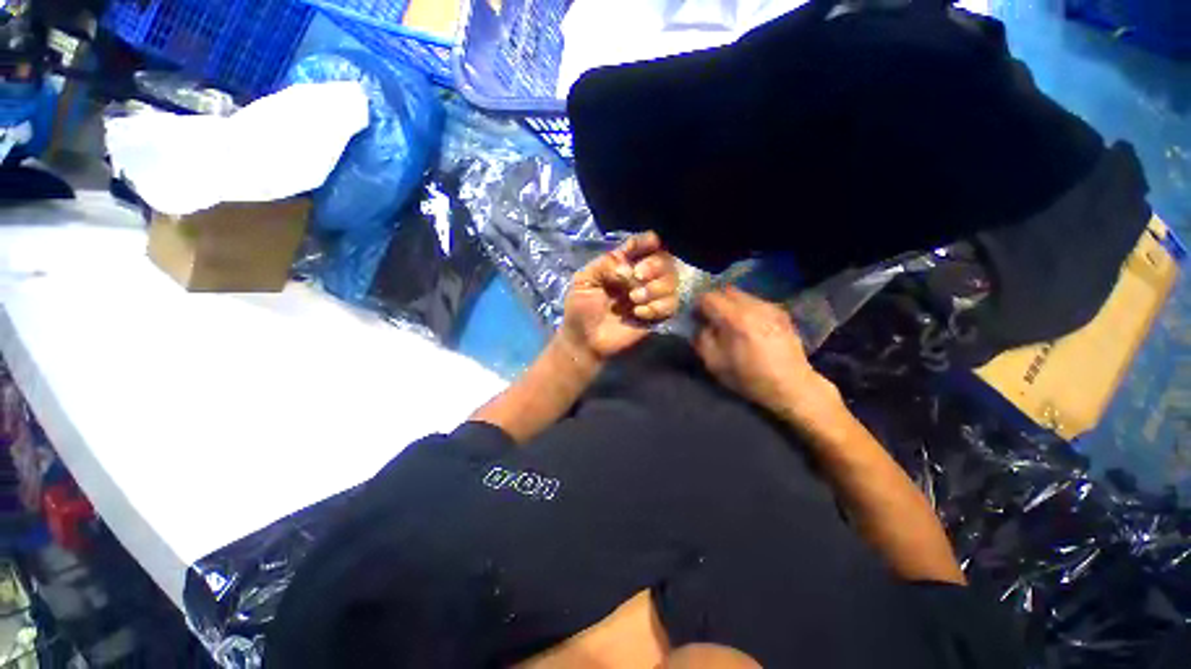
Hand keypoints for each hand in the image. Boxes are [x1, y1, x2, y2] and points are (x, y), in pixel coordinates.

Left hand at [561, 231, 679, 365]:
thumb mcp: (584, 281)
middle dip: (654, 265)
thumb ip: (605, 265)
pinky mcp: (655, 316)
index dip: (648, 241)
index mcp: (622, 265)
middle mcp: (639, 278)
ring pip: (671, 282)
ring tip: (634, 299)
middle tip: (637, 276)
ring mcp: (649, 297)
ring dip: (655, 288)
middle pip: (664, 261)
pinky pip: (671, 305)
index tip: (653, 242)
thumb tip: (629, 268)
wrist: (585, 341)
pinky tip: (639, 313)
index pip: (641, 246)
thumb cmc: (580, 309)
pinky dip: (657, 306)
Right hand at [695, 286, 841, 427]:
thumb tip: (700, 324)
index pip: (708, 297)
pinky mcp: (781, 312)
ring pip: (742, 295)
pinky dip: (746, 309)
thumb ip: (701, 338)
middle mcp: (753, 306)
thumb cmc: (749, 377)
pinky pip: (756, 302)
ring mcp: (770, 307)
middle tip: (711, 318)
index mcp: (735, 318)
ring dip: (731, 304)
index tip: (696, 318)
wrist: (792, 386)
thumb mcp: (714, 363)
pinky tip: (749, 326)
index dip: (698, 306)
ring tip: (730, 322)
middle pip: (725, 290)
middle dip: (714, 302)